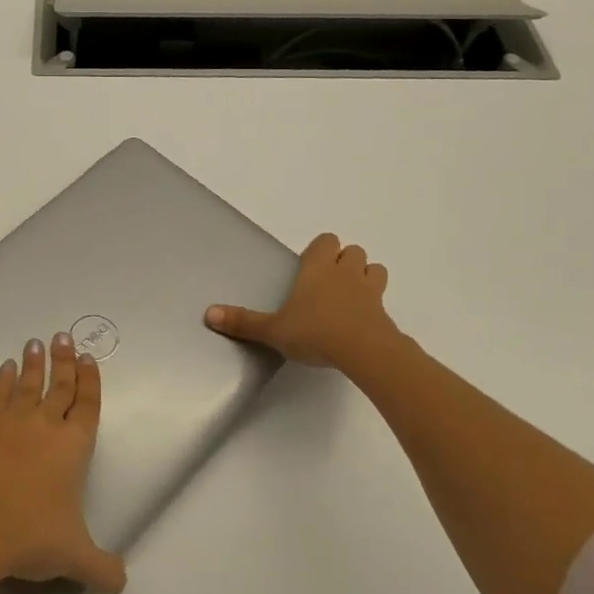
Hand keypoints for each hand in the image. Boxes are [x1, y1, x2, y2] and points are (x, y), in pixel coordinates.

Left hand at [0, 334, 126, 593]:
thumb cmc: (31, 537)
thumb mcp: (76, 558)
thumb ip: (103, 568)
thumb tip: (122, 581)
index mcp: (73, 447)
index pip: (88, 405)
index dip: (90, 381)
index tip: (88, 359)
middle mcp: (46, 425)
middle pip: (60, 385)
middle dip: (65, 360)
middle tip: (64, 336)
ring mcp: (11, 422)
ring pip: (28, 384)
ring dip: (35, 363)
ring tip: (37, 342)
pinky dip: (4, 379)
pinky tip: (6, 368)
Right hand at [205, 232, 400, 368]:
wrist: (364, 352)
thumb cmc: (315, 331)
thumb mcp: (273, 329)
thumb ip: (243, 322)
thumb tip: (208, 314)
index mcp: (318, 268)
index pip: (326, 241)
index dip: (320, 250)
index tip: (309, 268)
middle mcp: (345, 272)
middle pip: (353, 251)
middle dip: (343, 261)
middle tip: (326, 283)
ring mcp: (370, 291)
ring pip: (373, 269)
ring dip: (364, 277)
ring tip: (348, 297)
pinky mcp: (385, 313)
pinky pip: (382, 299)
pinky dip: (374, 305)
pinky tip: (361, 322)